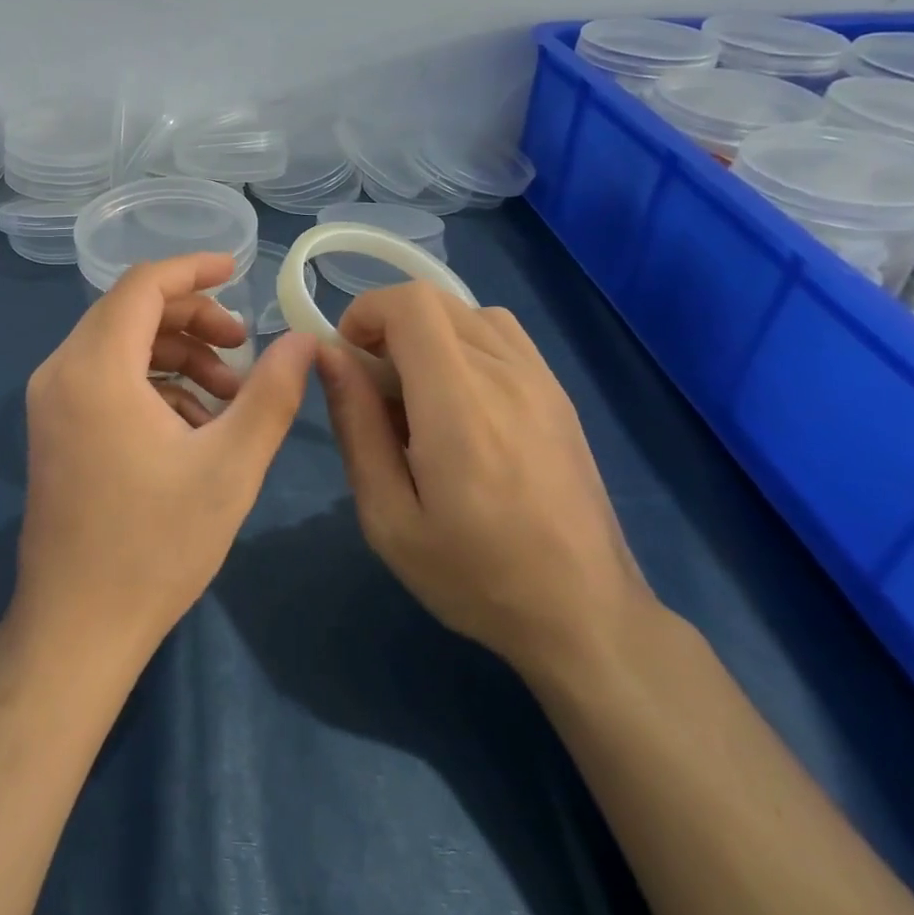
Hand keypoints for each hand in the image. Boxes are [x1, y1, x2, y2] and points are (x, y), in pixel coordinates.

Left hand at [11, 253, 316, 669]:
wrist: (78, 626)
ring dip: (176, 356)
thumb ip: (272, 392)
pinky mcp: (54, 428)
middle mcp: (61, 371)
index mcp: (96, 368)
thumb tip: (304, 339)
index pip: (143, 285)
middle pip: (130, 312)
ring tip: (229, 395)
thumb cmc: (156, 545)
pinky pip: (105, 379)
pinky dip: (151, 384)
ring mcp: (50, 401)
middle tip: (243, 347)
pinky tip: (193, 424)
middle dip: (193, 319)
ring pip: (119, 346)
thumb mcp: (231, 465)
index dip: (194, 270)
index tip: (240, 270)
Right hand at [316, 284, 652, 683]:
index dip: (365, 313)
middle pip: (435, 300)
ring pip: (468, 313)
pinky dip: (463, 342)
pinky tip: (459, 400)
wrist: (584, 613)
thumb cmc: (473, 575)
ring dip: (426, 333)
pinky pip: (501, 335)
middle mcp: (505, 374)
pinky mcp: (558, 393)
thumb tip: (329, 356)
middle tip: (371, 384)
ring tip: (414, 392)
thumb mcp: (388, 516)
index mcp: (459, 404)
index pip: (410, 305)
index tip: (345, 358)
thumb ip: (356, 425)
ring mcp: (541, 379)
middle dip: (387, 325)